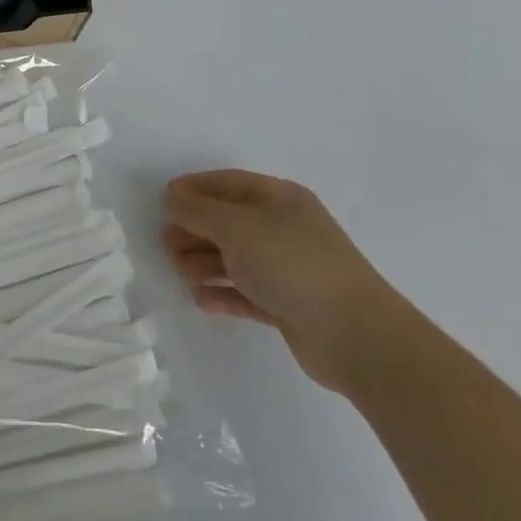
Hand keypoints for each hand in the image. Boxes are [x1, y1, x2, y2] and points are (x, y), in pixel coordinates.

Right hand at [163, 170, 408, 392]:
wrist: (357, 337)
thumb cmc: (292, 264)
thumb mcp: (236, 227)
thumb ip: (198, 211)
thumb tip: (172, 198)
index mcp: (280, 198)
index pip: (228, 183)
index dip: (194, 189)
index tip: (163, 201)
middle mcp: (284, 228)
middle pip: (229, 221)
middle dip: (195, 229)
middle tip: (165, 244)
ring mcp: (289, 268)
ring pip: (236, 258)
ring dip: (205, 262)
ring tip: (181, 272)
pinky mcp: (290, 305)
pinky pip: (247, 292)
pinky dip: (224, 292)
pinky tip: (201, 299)